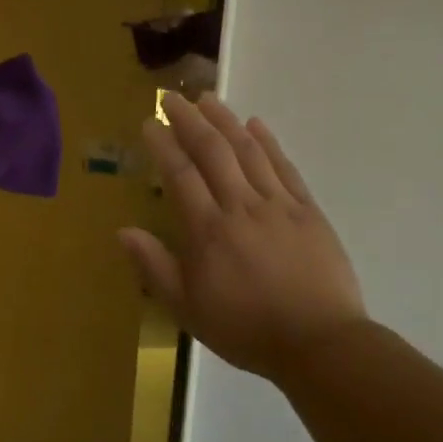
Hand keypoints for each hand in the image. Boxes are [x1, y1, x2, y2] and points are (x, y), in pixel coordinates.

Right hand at [120, 94, 365, 383]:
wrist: (319, 344)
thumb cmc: (245, 330)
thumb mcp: (187, 308)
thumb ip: (155, 267)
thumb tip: (123, 231)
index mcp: (208, 231)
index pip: (180, 175)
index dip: (163, 145)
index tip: (149, 122)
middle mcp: (241, 207)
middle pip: (213, 151)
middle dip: (189, 120)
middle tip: (172, 97)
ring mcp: (279, 205)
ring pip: (248, 151)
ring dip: (225, 120)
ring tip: (208, 98)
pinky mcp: (308, 211)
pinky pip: (284, 167)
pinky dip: (268, 142)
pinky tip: (255, 124)